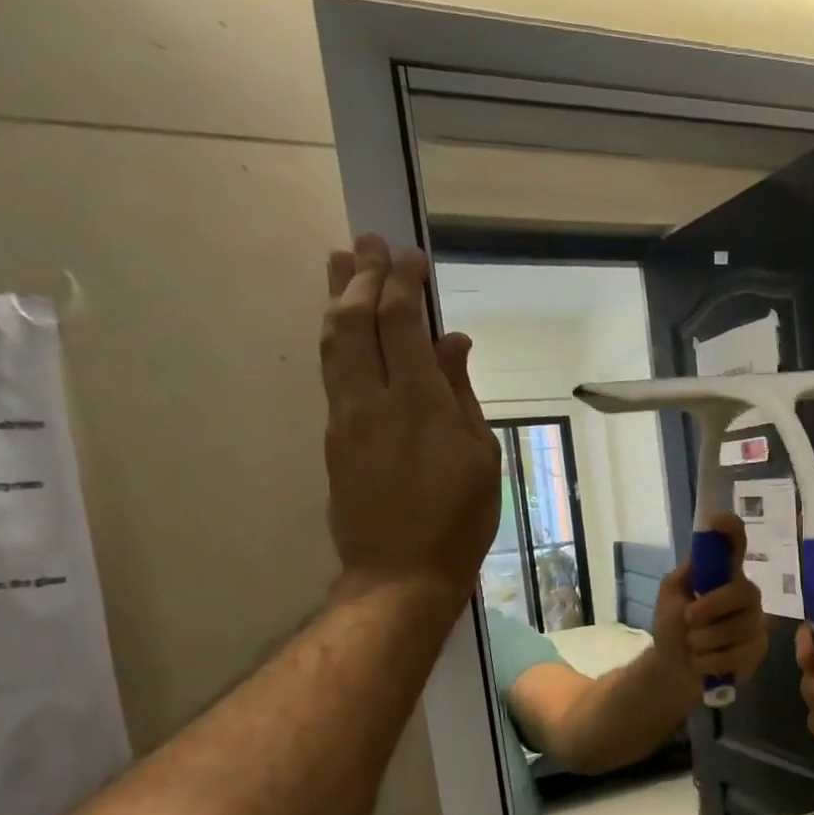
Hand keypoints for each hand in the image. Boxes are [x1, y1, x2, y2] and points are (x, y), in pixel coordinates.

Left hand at [322, 236, 500, 603]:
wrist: (401, 572)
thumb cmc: (459, 520)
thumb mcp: (481, 458)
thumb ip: (463, 395)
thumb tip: (453, 344)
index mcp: (421, 403)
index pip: (403, 324)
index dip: (403, 284)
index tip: (410, 255)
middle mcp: (374, 399)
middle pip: (356, 320)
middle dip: (362, 276)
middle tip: (369, 242)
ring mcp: (345, 416)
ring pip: (332, 341)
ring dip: (336, 297)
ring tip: (341, 262)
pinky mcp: (333, 435)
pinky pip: (332, 370)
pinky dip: (337, 335)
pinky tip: (343, 324)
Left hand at [653, 514, 768, 691]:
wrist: (673, 669)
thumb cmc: (673, 627)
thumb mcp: (671, 597)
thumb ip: (685, 575)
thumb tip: (700, 556)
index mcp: (725, 575)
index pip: (735, 544)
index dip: (730, 530)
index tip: (716, 520)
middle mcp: (746, 594)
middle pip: (742, 591)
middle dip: (711, 607)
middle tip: (688, 619)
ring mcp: (755, 623)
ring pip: (736, 628)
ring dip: (703, 641)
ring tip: (694, 646)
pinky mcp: (757, 650)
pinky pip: (736, 655)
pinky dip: (709, 662)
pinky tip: (704, 663)